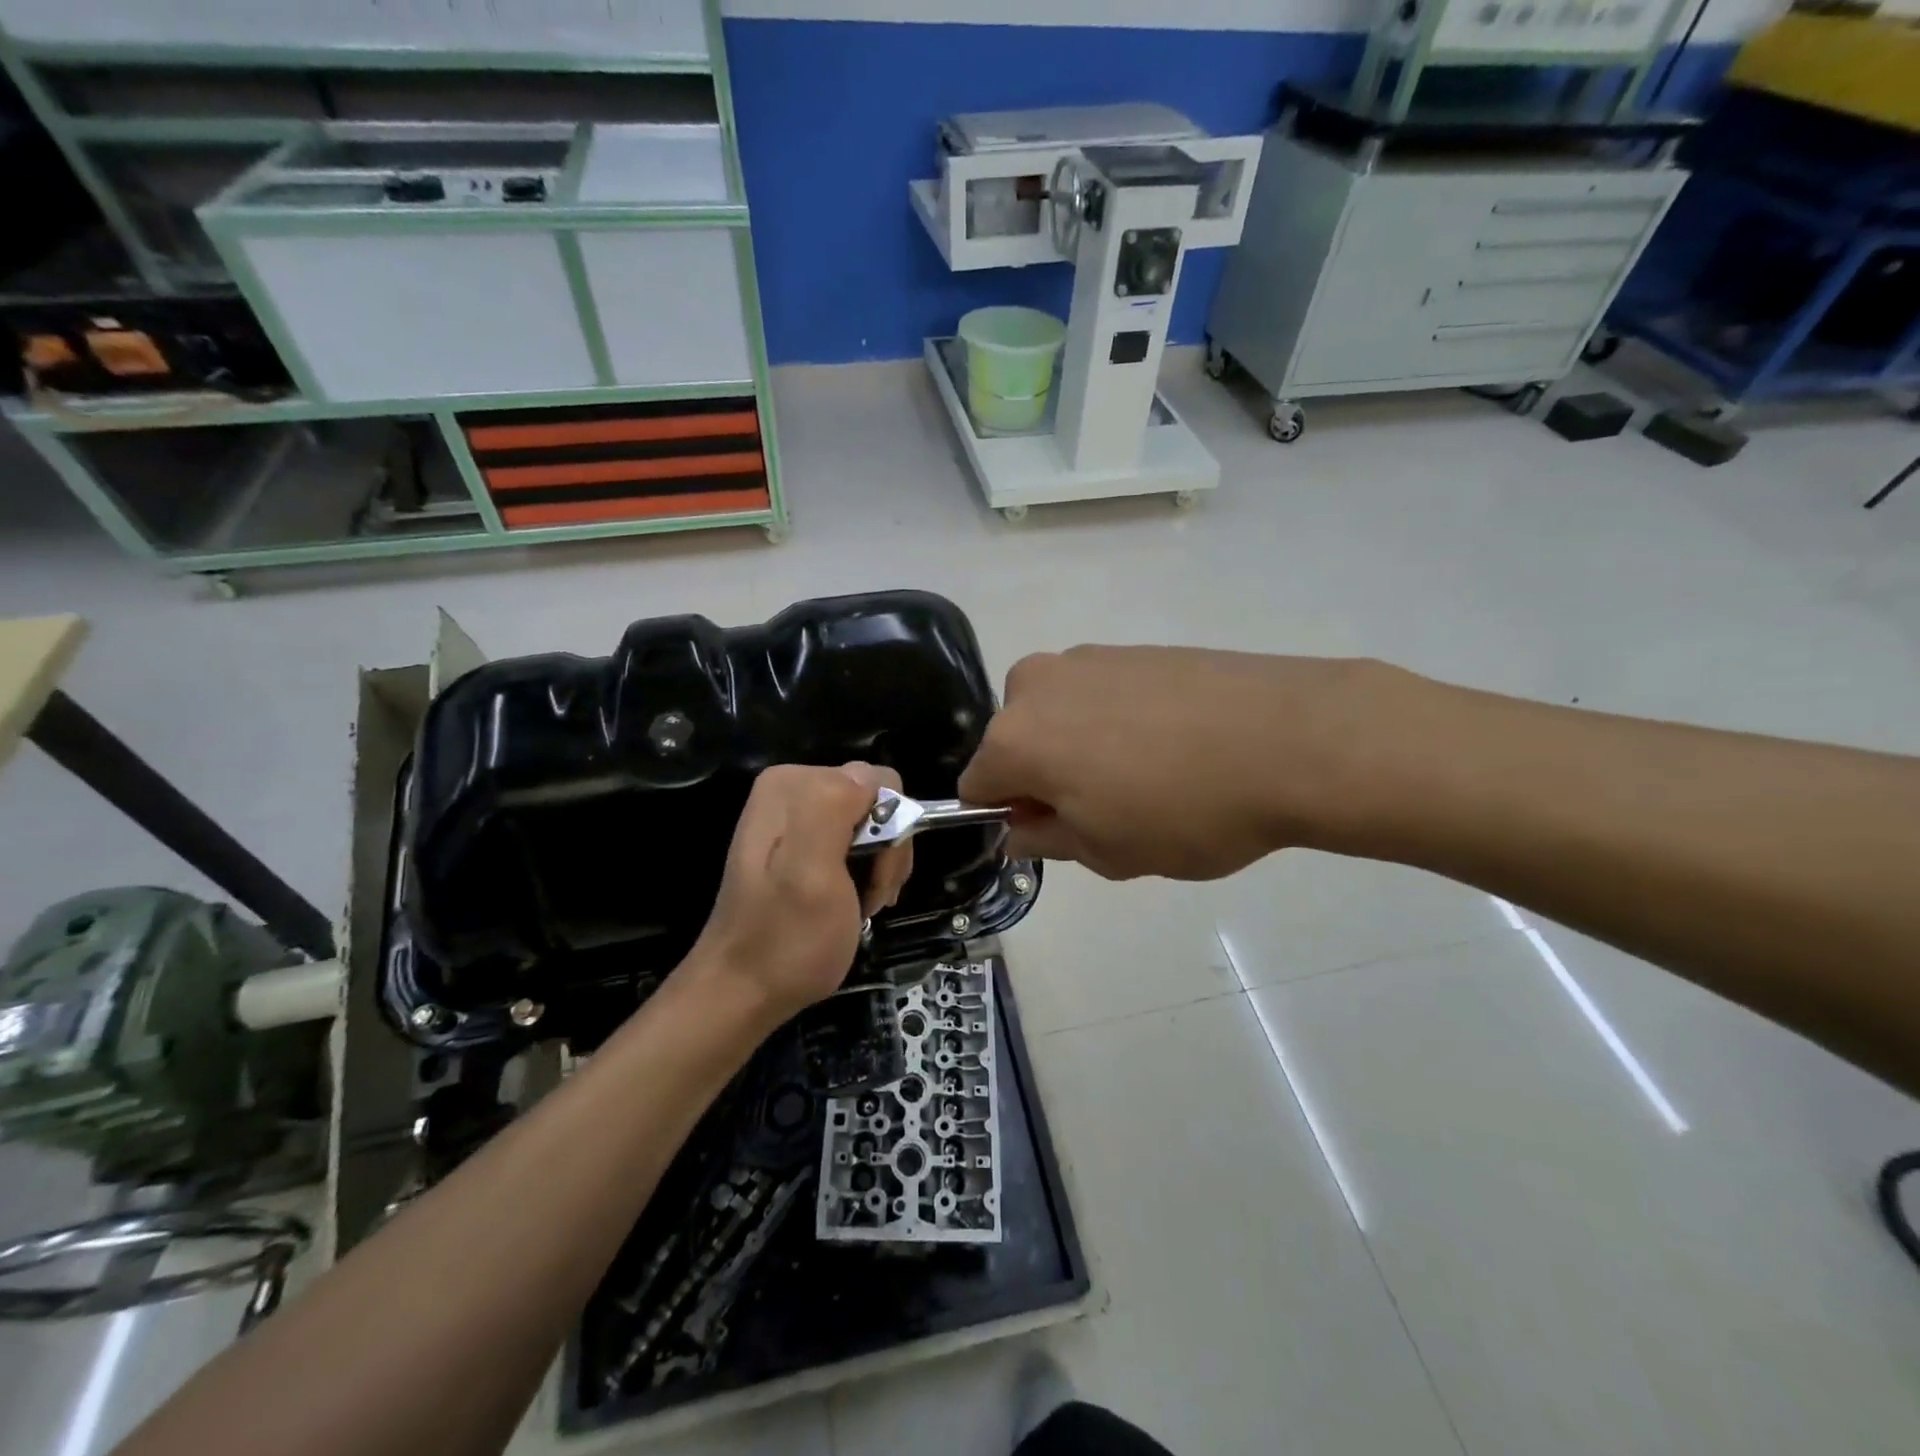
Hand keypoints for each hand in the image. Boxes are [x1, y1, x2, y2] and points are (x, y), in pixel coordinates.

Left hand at [686, 762, 912, 1024]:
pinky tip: (854, 902)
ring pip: (872, 824)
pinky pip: (856, 842)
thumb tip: (869, 776)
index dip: (890, 830)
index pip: (878, 782)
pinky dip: (866, 872)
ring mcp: (796, 818)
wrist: (743, 992)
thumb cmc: (786, 939)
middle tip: (872, 897)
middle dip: (885, 850)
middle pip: (876, 802)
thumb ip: (833, 810)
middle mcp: (792, 790)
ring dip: (879, 866)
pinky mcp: (801, 844)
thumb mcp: (812, 873)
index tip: (875, 878)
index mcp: (793, 784)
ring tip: (862, 905)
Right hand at [958, 646, 1384, 879]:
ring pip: (1058, 715)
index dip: (1010, 818)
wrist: (1291, 737)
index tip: (1056, 834)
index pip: (977, 786)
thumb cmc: (1184, 811)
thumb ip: (1046, 839)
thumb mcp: (1107, 852)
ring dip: (1080, 745)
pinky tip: (1172, 742)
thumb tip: (1019, 829)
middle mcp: (1035, 685)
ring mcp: (1086, 658)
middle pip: (1016, 743)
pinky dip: (1116, 719)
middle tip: (1107, 807)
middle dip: (1044, 776)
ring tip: (1148, 773)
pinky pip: (1099, 693)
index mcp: (1014, 739)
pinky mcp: (1132, 647)